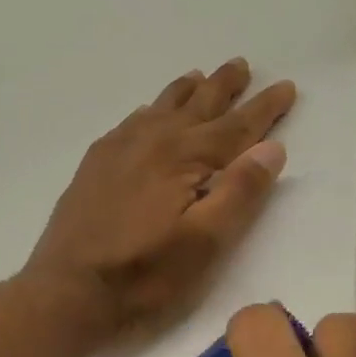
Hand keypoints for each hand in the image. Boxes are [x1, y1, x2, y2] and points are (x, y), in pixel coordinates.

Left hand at [22, 59, 294, 338]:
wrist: (68, 290)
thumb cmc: (143, 274)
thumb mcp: (203, 243)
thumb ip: (239, 193)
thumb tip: (271, 148)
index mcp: (182, 157)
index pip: (235, 126)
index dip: (264, 109)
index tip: (287, 87)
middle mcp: (151, 140)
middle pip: (196, 106)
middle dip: (224, 87)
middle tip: (243, 65)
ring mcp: (117, 150)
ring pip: (160, 108)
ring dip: (186, 92)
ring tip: (201, 76)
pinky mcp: (95, 166)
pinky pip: (129, 123)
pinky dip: (149, 111)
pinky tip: (148, 113)